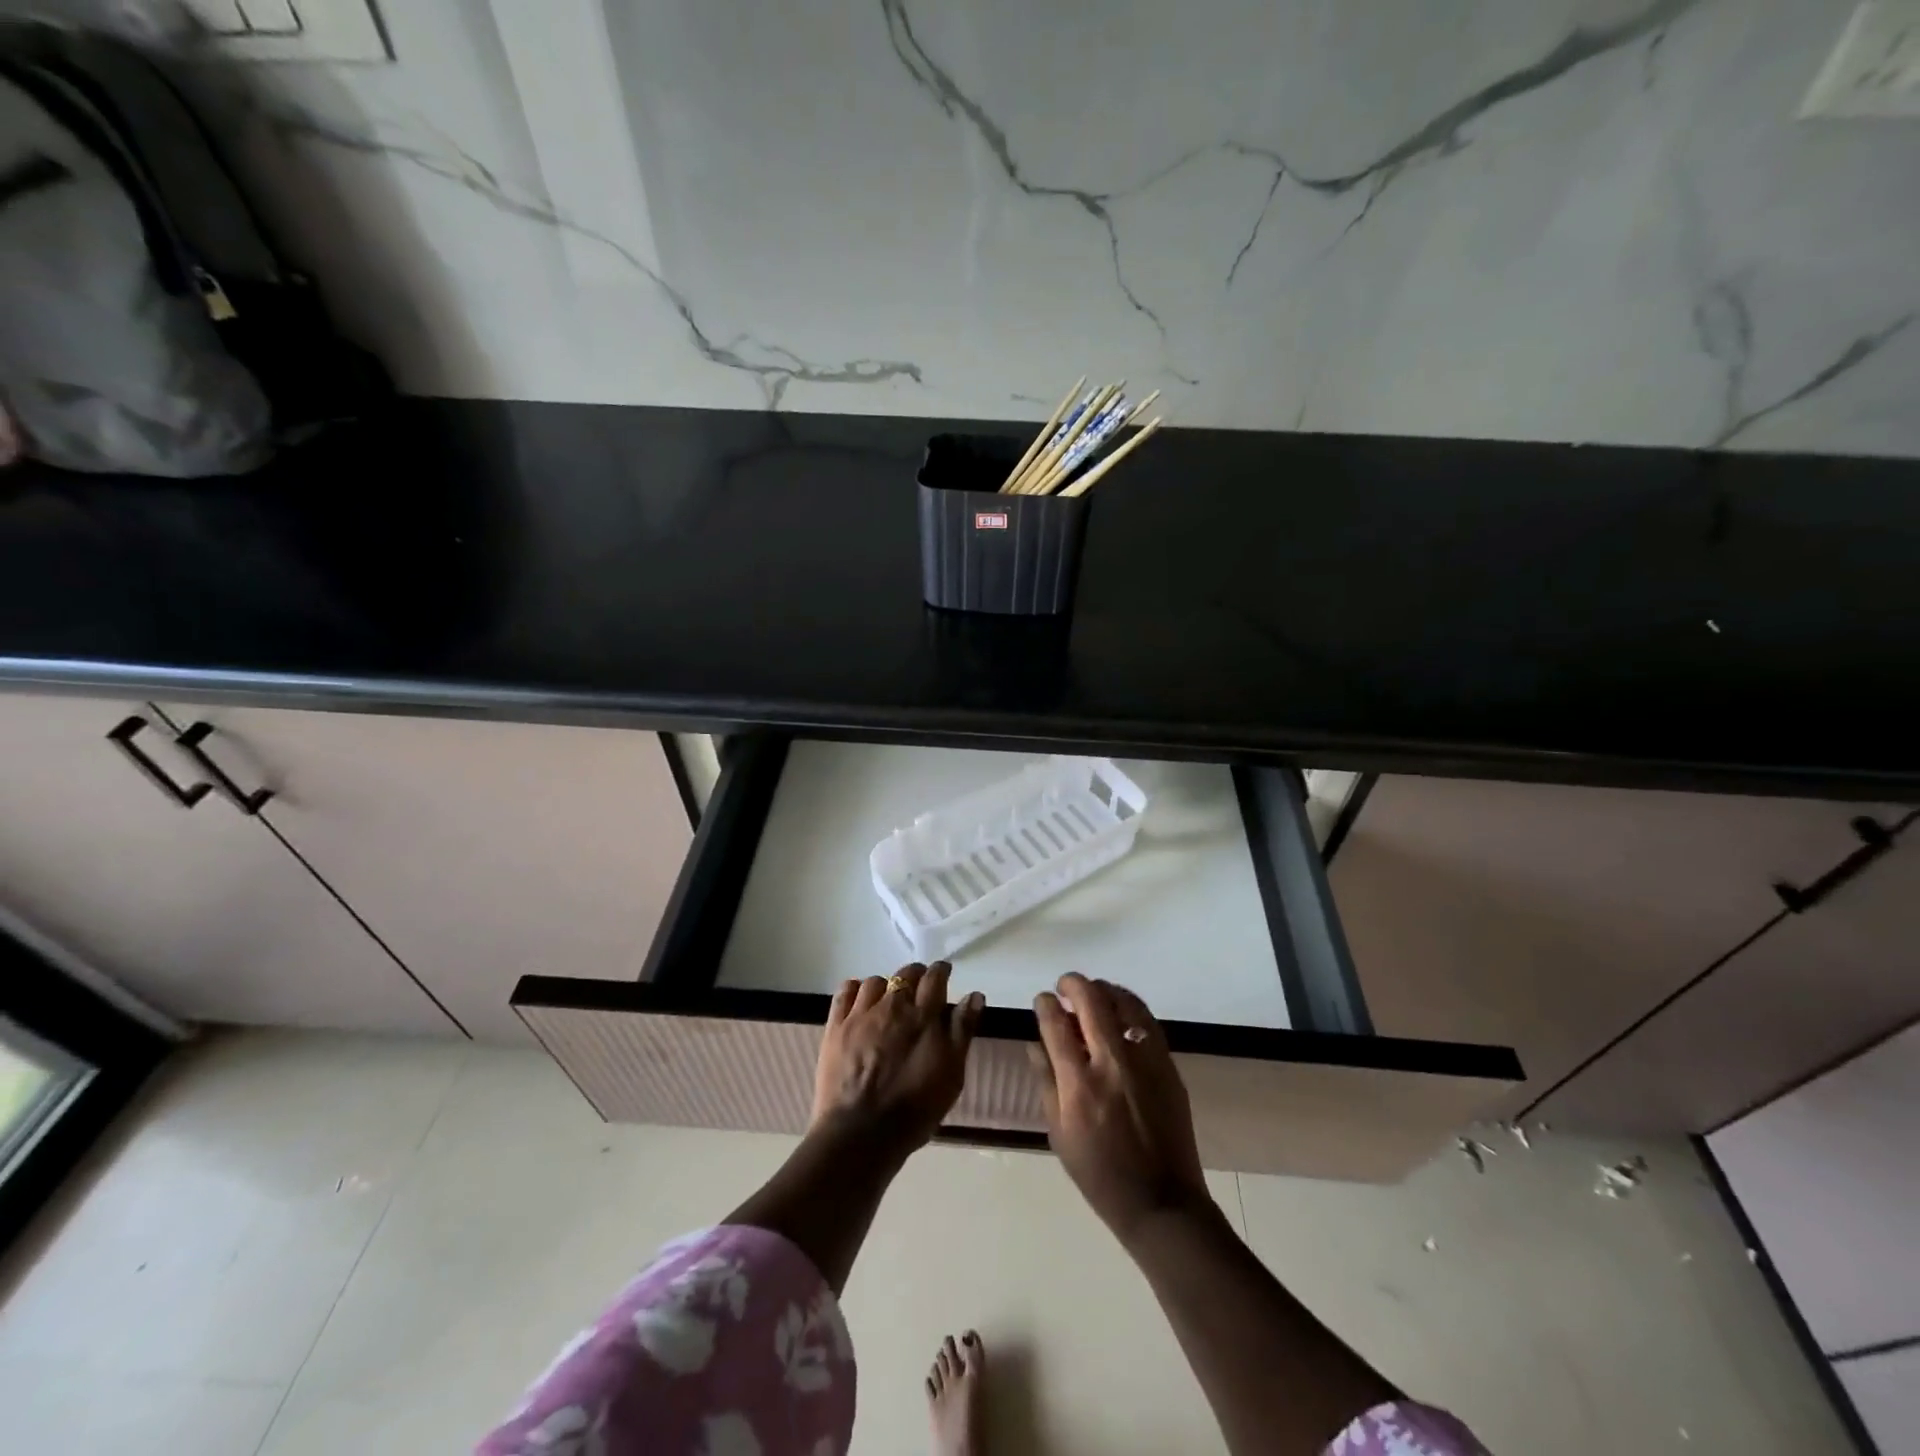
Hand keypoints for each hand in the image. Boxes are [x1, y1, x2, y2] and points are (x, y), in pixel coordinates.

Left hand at [812, 962, 984, 1155]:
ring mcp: (861, 1015)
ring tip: (889, 999)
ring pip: (875, 981)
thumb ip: (962, 1031)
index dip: (941, 972)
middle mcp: (893, 1006)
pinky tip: (860, 1000)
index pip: (935, 978)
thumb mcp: (951, 1075)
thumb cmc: (914, 1110)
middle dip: (916, 975)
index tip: (944, 974)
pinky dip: (855, 989)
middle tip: (920, 988)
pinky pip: (845, 992)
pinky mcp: (836, 1027)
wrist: (860, 1134)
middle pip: (906, 974)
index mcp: (923, 1017)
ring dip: (886, 985)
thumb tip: (974, 996)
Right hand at [1032, 973, 1211, 1243]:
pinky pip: (1146, 1021)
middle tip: (1064, 986)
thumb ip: (1046, 1080)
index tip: (1042, 1000)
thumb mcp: (1059, 1132)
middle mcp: (1111, 1063)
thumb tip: (1035, 1041)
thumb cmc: (1100, 1174)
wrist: (1161, 1202)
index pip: (1055, 1024)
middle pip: (1091, 1001)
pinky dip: (1129, 1007)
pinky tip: (1119, 1012)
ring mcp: (1144, 1061)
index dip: (1045, 1004)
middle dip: (1073, 984)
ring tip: (1093, 993)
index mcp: (1079, 1084)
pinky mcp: (1168, 1065)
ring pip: (1124, 1002)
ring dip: (1103, 989)